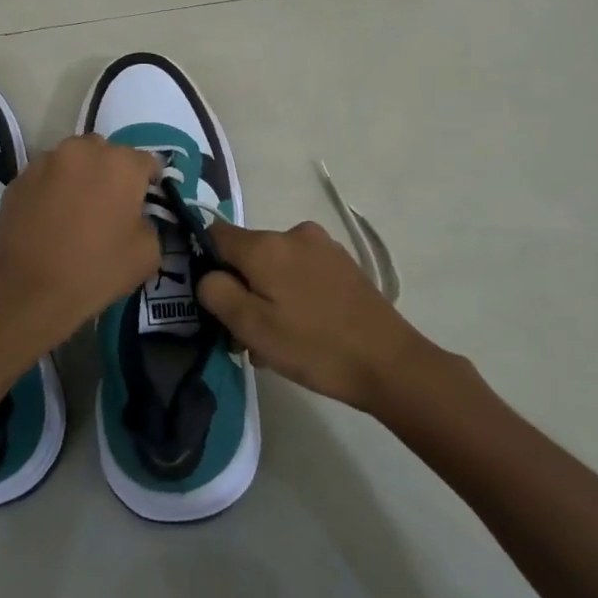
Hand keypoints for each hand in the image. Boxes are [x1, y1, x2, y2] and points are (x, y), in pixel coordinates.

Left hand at [0, 135, 162, 331]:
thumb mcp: (147, 254)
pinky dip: (51, 190)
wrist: (29, 289)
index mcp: (120, 164)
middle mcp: (83, 151)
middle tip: (109, 205)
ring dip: (78, 177)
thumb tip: (136, 218)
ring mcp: (45, 162)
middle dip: (110, 172)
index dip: (149, 181)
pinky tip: (49, 219)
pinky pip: (44, 178)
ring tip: (75, 210)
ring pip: (71, 161)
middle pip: (105, 153)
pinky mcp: (18, 179)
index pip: (146, 161)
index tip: (145, 201)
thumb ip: (148, 224)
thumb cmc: (96, 269)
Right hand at [198, 220, 434, 412]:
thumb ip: (216, 292)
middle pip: (247, 255)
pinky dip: (293, 295)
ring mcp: (323, 247)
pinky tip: (304, 330)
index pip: (215, 235)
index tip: (215, 301)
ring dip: (267, 297)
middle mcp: (294, 233)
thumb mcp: (252, 327)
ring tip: (279, 342)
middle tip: (247, 337)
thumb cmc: (314, 346)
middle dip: (241, 290)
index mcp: (266, 245)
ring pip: (275, 266)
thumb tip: (207, 275)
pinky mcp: (343, 264)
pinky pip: (301, 272)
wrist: (390, 363)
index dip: (206, 264)